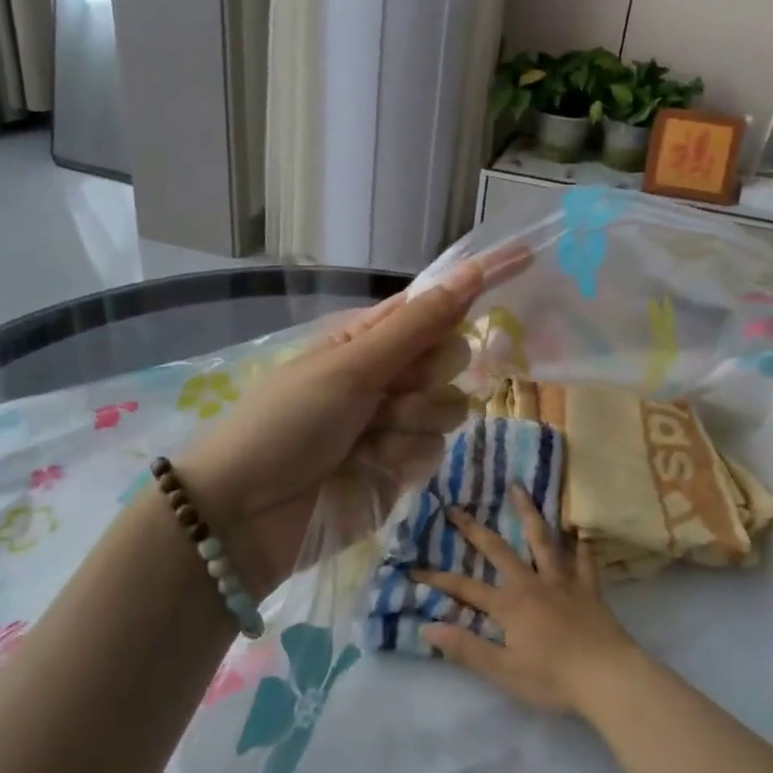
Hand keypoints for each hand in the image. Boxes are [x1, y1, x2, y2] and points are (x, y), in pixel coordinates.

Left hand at [177, 249, 526, 593]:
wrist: (247, 514)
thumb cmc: (287, 422)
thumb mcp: (348, 367)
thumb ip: (414, 327)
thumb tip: (467, 273)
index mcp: (368, 339)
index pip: (433, 304)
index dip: (475, 285)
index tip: (525, 259)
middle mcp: (387, 375)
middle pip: (450, 357)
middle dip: (428, 375)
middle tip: (389, 393)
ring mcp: (396, 423)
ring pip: (449, 408)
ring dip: (412, 423)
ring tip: (367, 440)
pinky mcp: (401, 468)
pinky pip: (435, 450)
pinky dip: (404, 459)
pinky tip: (369, 469)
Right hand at [411, 484, 643, 716]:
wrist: (609, 678)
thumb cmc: (553, 679)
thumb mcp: (503, 671)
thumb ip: (466, 648)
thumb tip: (427, 625)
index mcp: (510, 605)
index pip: (465, 589)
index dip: (438, 580)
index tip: (414, 569)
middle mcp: (533, 583)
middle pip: (499, 550)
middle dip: (474, 529)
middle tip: (456, 507)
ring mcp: (563, 582)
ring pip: (543, 540)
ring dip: (528, 513)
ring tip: (518, 488)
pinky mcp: (589, 589)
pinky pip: (583, 560)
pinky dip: (579, 544)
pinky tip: (578, 530)